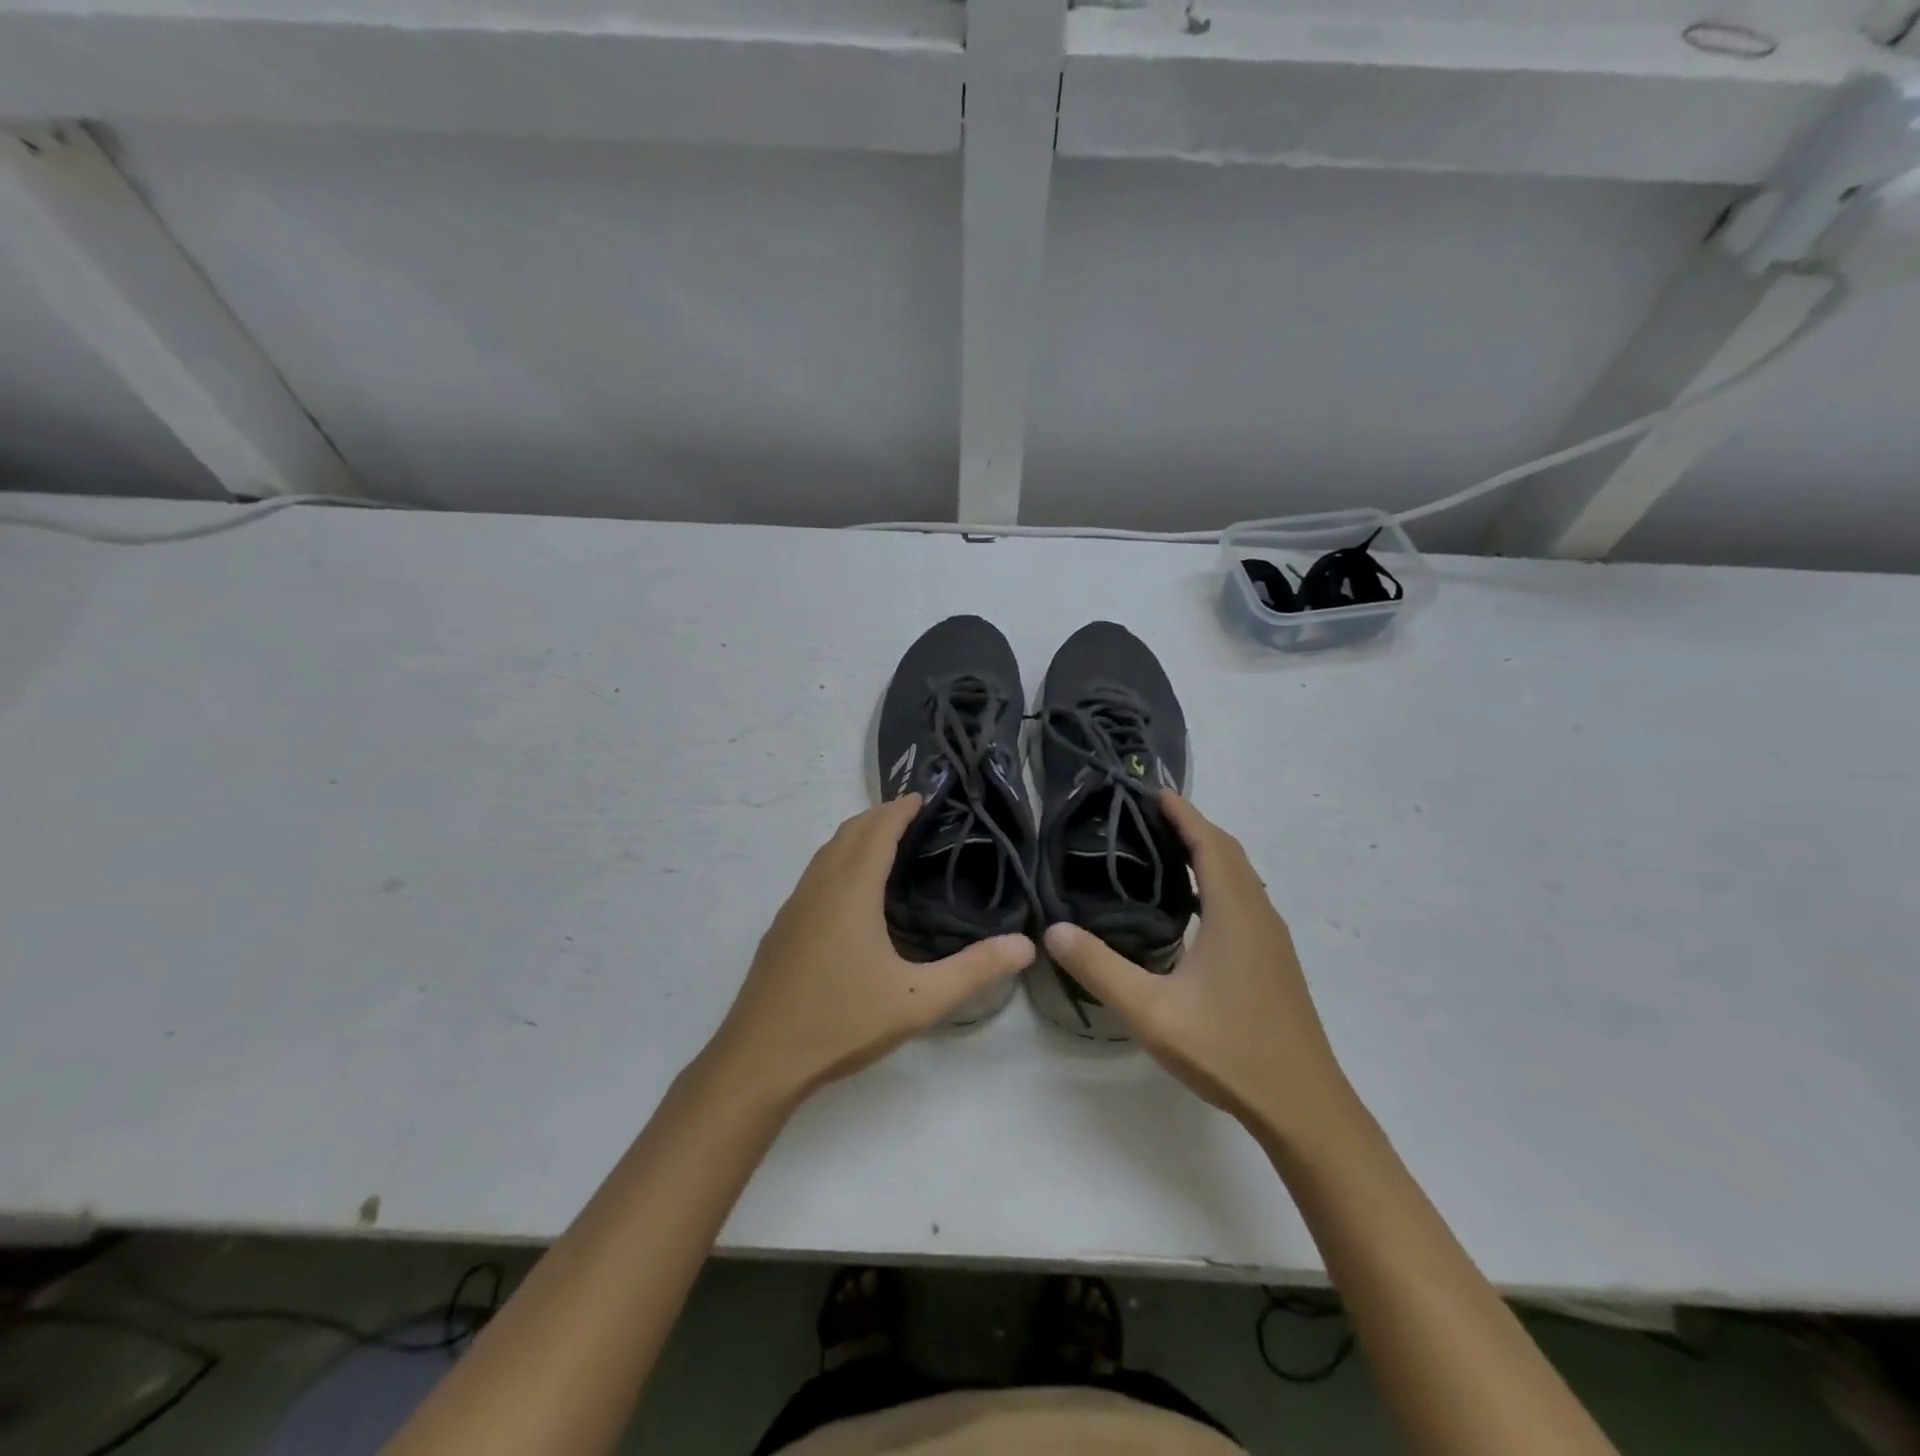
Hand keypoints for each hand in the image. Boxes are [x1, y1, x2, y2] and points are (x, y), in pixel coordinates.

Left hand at [707, 795, 1034, 1103]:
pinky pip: (816, 874)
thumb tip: (1026, 946)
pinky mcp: (782, 927)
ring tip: (890, 845)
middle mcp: (819, 885)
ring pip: (828, 852)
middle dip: (882, 815)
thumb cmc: (841, 1022)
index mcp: (851, 889)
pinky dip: (840, 860)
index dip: (902, 808)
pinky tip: (854, 894)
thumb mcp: (917, 1000)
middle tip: (917, 817)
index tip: (927, 796)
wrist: (759, 1060)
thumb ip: (974, 970)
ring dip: (858, 836)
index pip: (878, 829)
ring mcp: (794, 905)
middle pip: (850, 831)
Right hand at [1043, 793, 1350, 1136]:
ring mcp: (1271, 939)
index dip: (1184, 813)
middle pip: (1228, 853)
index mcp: (1234, 913)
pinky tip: (1193, 908)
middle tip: (1149, 817)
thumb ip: (1101, 969)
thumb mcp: (1152, 1012)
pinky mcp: (1274, 960)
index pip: (1209, 844)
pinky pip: (1245, 899)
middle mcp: (1258, 914)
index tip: (1154, 791)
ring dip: (1209, 853)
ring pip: (1241, 877)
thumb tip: (1052, 931)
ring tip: (1166, 851)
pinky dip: (1219, 882)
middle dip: (1193, 826)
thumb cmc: (1228, 1050)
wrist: (1302, 1105)